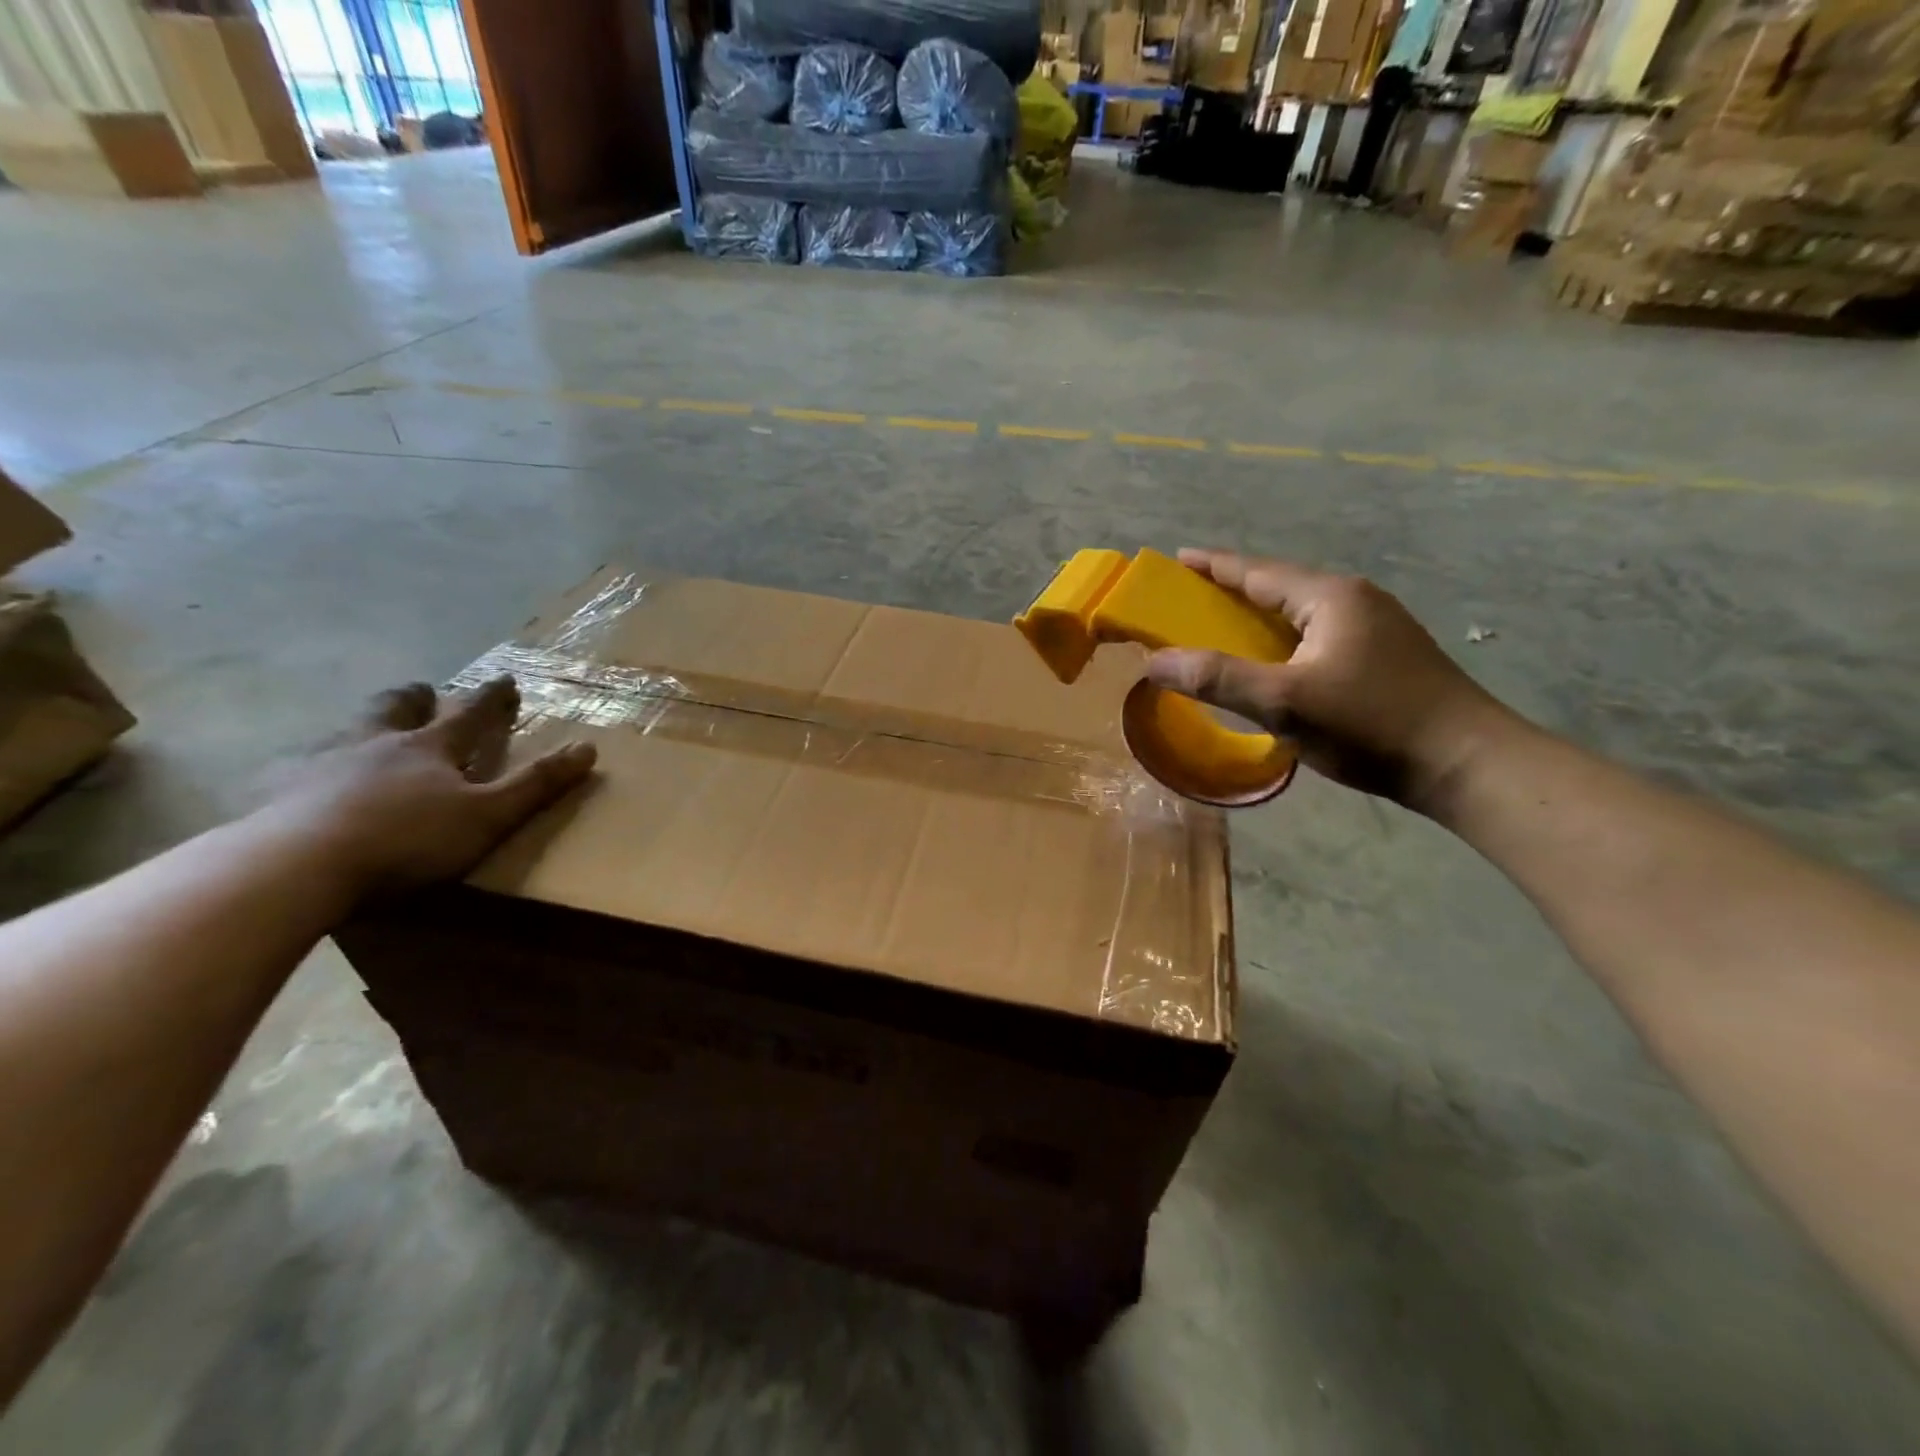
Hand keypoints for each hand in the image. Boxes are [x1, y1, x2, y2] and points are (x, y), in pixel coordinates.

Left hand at [253, 678, 596, 894]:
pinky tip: (297, 782)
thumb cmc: (407, 839)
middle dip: (414, 698)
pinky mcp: (275, 793)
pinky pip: (291, 771)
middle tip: (421, 690)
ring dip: (361, 726)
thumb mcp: (489, 815)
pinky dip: (303, 769)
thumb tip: (588, 748)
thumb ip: (536, 784)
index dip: (491, 698)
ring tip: (362, 732)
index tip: (505, 678)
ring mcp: (319, 765)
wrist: (297, 865)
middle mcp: (375, 744)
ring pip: (344, 732)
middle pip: (396, 710)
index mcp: (429, 748)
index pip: (469, 714)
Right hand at [1145, 549, 1517, 809]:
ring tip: (1223, 629)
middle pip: (1280, 587)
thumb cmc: (1371, 724)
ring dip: (1259, 618)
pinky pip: (1317, 636)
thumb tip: (1154, 661)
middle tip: (1190, 598)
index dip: (1214, 565)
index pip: (1258, 571)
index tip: (1177, 558)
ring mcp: (1375, 628)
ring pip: (1300, 614)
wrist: (1465, 763)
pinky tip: (1273, 662)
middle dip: (1233, 590)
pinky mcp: (1385, 657)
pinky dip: (1283, 641)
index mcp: (1330, 597)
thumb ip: (1218, 679)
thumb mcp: (1285, 702)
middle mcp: (1354, 601)